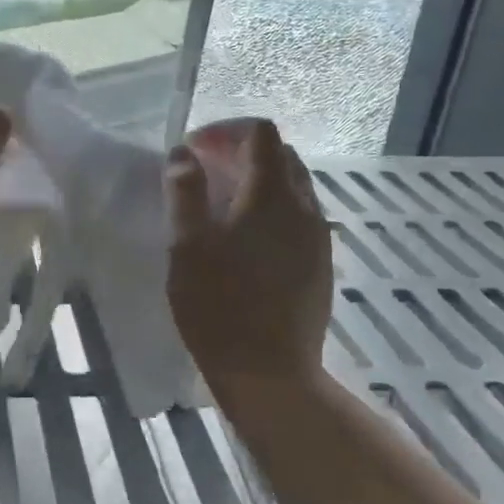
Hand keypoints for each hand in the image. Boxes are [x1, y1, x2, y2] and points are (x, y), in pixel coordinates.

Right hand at [165, 119, 331, 389]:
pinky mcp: (320, 264)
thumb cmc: (218, 305)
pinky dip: (270, 209)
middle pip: (280, 155)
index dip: (225, 131)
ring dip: (257, 181)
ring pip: (292, 187)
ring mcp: (318, 237)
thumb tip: (184, 155)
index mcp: (272, 195)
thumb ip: (184, 193)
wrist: (269, 372)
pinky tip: (244, 239)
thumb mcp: (187, 246)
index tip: (193, 151)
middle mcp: (304, 207)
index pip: (260, 133)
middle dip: (240, 152)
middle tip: (202, 173)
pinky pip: (297, 217)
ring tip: (220, 205)